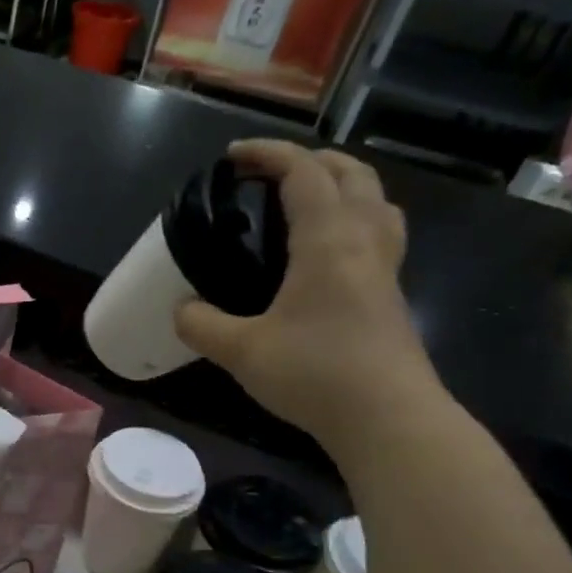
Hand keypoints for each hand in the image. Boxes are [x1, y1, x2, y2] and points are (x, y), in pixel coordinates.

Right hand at [175, 141, 443, 453]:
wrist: (389, 418)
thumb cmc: (315, 373)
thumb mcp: (241, 350)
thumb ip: (202, 325)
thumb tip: (180, 310)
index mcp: (329, 239)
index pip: (303, 173)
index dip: (268, 154)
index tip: (233, 157)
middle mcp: (364, 240)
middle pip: (351, 173)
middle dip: (309, 161)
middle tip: (269, 176)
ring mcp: (386, 267)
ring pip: (375, 200)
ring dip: (341, 185)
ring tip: (304, 202)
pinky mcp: (390, 294)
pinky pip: (378, 232)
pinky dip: (353, 219)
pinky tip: (326, 253)